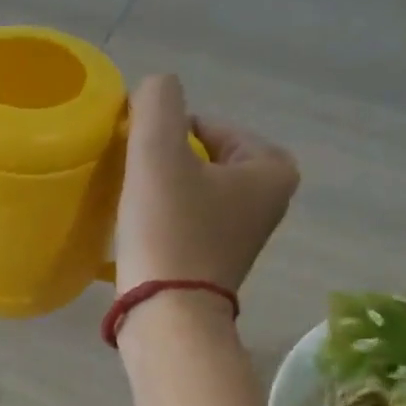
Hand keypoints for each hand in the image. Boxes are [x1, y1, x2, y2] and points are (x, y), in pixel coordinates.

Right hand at [115, 73, 298, 294]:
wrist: (167, 315)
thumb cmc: (169, 230)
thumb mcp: (158, 152)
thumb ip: (158, 102)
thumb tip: (155, 89)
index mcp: (272, 168)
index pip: (209, 125)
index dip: (166, 134)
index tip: (140, 158)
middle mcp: (269, 200)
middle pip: (201, 157)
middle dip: (166, 162)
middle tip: (134, 181)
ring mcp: (244, 235)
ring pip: (193, 190)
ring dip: (161, 191)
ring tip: (133, 207)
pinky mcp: (217, 262)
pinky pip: (188, 221)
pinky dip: (164, 220)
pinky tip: (141, 232)